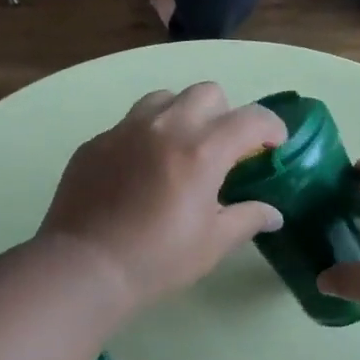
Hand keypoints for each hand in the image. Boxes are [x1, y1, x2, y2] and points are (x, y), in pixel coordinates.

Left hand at [39, 83, 287, 313]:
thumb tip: (273, 213)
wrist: (84, 266)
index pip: (251, 119)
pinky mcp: (96, 141)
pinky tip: (140, 170)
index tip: (275, 144)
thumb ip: (248, 218)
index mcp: (202, 150)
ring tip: (180, 148)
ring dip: (183, 114)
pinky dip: (146, 135)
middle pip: (208, 92)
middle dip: (225, 114)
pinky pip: (130, 123)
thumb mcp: (213, 243)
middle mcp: (166, 126)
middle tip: (223, 148)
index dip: (272, 127)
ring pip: (165, 98)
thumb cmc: (158, 259)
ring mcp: (126, 129)